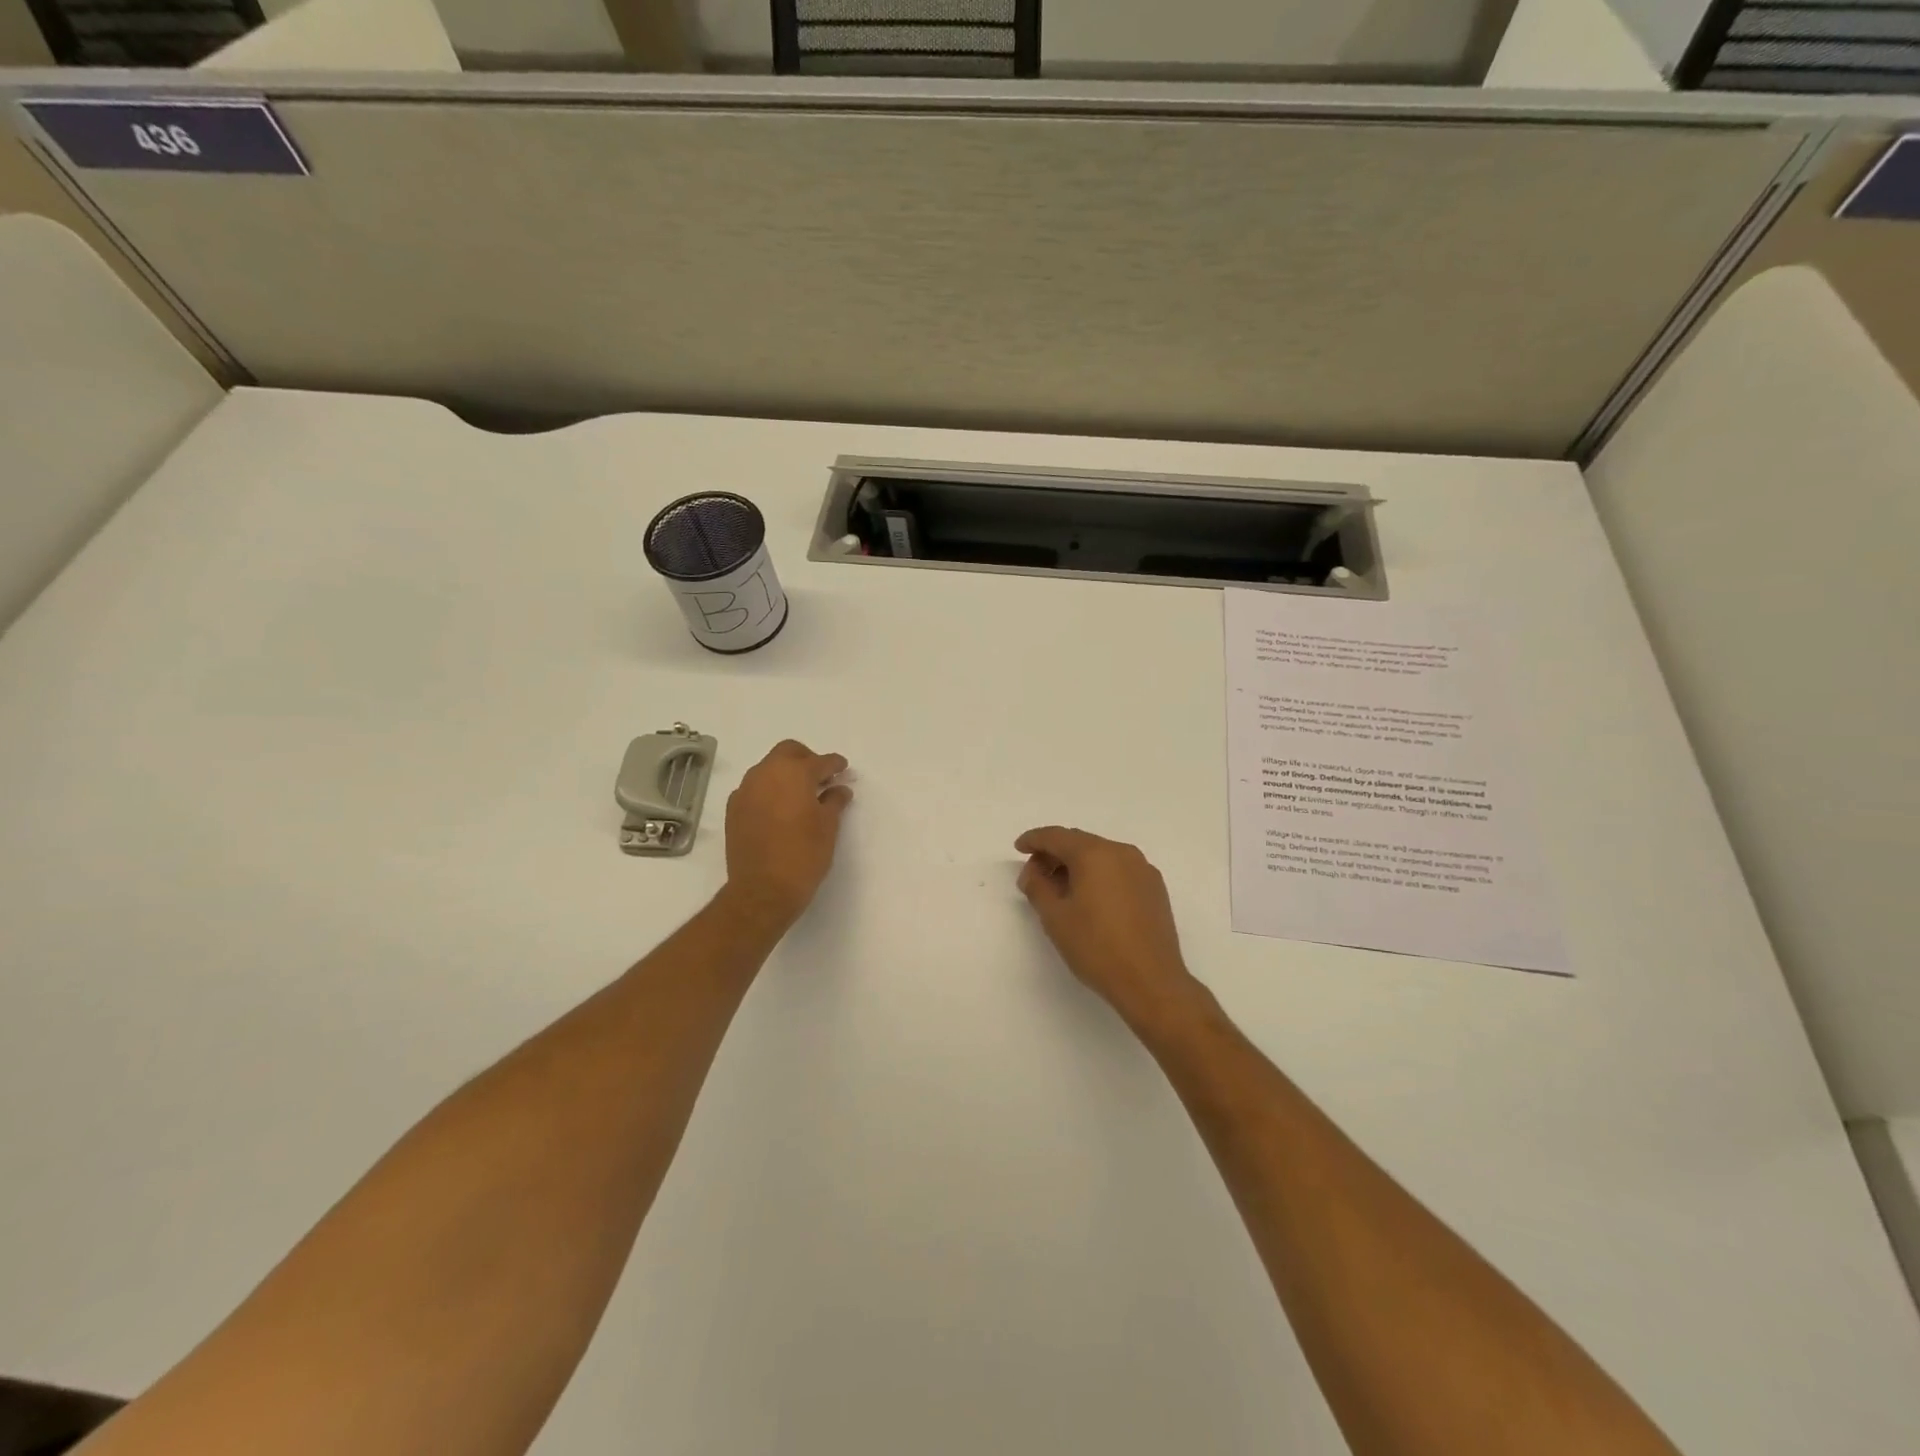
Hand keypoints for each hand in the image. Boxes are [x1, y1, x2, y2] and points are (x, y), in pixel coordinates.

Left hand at [721, 740, 852, 930]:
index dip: (835, 764)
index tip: (843, 770)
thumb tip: (839, 789)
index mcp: (793, 773)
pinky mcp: (733, 809)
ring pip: (768, 769)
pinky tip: (780, 810)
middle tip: (821, 778)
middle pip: (788, 752)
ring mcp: (745, 790)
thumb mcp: (828, 827)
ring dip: (785, 775)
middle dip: (806, 759)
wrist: (762, 890)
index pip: (820, 761)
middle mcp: (765, 774)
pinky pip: (754, 789)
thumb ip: (835, 801)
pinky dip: (769, 791)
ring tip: (801, 796)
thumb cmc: (803, 855)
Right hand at [1015, 827, 1203, 1029]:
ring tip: (1060, 890)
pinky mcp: (1155, 888)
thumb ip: (1037, 886)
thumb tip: (1033, 872)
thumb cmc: (1096, 947)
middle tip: (1035, 875)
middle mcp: (1121, 852)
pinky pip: (1119, 870)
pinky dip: (1099, 875)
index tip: (1019, 848)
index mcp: (1095, 854)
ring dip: (1077, 865)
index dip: (1034, 840)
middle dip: (1055, 854)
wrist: (1151, 981)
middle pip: (1080, 842)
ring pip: (1101, 856)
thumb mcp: (1055, 917)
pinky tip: (1090, 899)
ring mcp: (1142, 869)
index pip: (1056, 836)